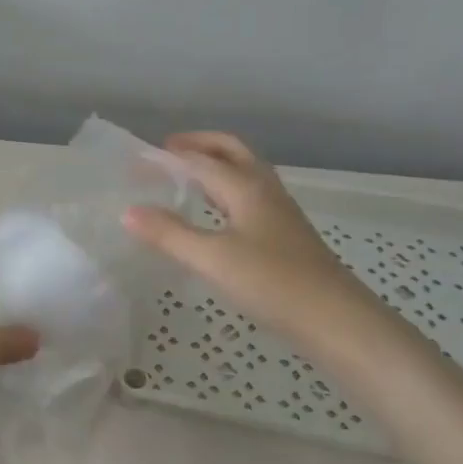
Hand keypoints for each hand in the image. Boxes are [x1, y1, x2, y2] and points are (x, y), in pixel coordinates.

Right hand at [124, 132, 361, 338]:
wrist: (334, 319)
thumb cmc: (272, 283)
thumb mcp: (212, 259)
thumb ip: (170, 234)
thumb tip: (128, 211)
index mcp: (246, 188)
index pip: (200, 160)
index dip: (167, 157)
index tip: (136, 159)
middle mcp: (264, 190)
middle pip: (231, 151)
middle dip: (199, 144)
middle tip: (167, 150)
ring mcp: (279, 211)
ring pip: (244, 172)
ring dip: (215, 164)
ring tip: (186, 177)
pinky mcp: (286, 234)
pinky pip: (249, 195)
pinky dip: (226, 190)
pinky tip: (216, 214)